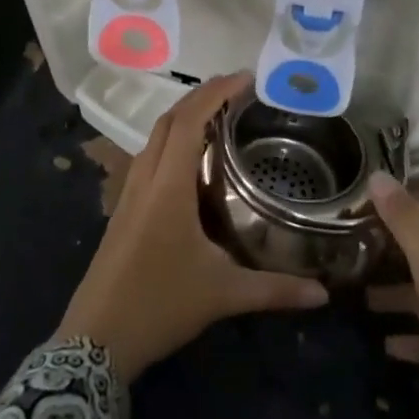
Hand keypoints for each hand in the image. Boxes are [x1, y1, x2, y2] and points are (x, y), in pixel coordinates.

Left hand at [58, 73, 328, 379]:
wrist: (95, 340)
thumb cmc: (159, 306)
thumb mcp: (222, 295)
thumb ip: (274, 290)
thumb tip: (323, 294)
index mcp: (168, 186)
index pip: (190, 121)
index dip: (216, 93)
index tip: (246, 78)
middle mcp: (146, 179)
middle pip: (170, 120)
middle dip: (201, 96)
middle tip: (238, 91)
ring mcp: (129, 193)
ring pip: (155, 137)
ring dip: (184, 117)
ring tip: (219, 117)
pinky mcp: (123, 209)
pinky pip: (149, 157)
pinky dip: (172, 141)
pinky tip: (192, 160)